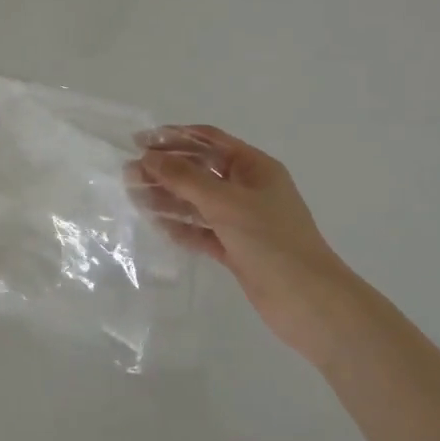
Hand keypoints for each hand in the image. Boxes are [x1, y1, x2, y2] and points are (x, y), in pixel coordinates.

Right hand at [135, 126, 350, 359]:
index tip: (139, 142)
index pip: (209, 140)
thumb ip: (184, 178)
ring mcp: (243, 221)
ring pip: (199, 202)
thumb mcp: (225, 203)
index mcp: (255, 167)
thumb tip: (148, 157)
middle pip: (201, 170)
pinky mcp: (237, 249)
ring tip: (135, 198)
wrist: (310, 303)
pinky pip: (203, 231)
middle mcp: (249, 189)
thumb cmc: (271, 241)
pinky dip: (182, 227)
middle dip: (166, 170)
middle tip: (130, 174)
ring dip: (169, 198)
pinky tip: (157, 226)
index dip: (174, 137)